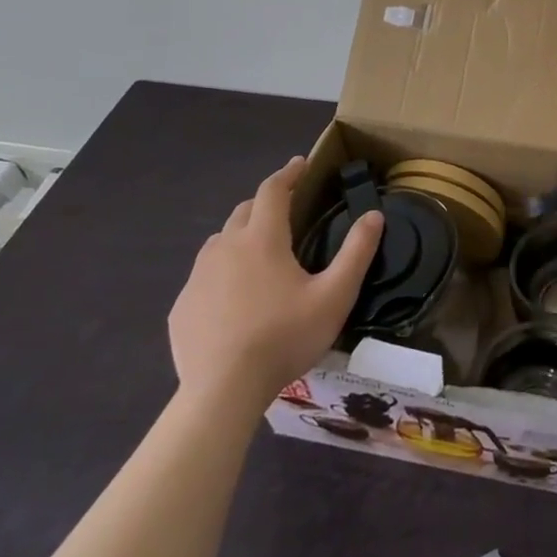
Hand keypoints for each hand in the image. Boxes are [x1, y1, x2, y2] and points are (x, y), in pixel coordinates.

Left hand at [169, 156, 382, 408]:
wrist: (222, 393)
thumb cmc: (284, 337)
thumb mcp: (335, 295)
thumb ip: (357, 251)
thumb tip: (374, 215)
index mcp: (262, 239)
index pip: (273, 190)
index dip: (289, 173)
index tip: (302, 164)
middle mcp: (225, 248)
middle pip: (244, 211)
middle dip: (266, 202)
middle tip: (287, 210)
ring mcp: (197, 278)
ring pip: (220, 242)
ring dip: (241, 236)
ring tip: (260, 253)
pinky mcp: (182, 308)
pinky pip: (203, 276)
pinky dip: (222, 273)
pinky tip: (234, 298)